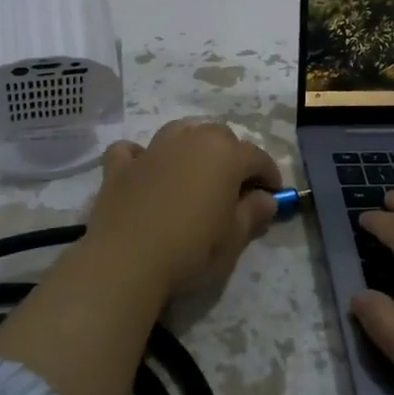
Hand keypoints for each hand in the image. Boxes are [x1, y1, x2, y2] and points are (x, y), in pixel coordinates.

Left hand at [83, 118, 283, 297]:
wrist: (126, 262)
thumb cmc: (191, 249)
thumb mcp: (235, 238)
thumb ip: (253, 213)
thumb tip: (266, 199)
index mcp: (225, 154)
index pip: (257, 157)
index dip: (269, 175)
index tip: (273, 195)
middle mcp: (190, 140)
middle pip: (219, 137)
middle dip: (232, 156)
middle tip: (234, 187)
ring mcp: (152, 150)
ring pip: (179, 132)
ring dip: (191, 146)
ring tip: (193, 172)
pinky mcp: (119, 166)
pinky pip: (132, 151)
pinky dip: (140, 157)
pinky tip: (143, 171)